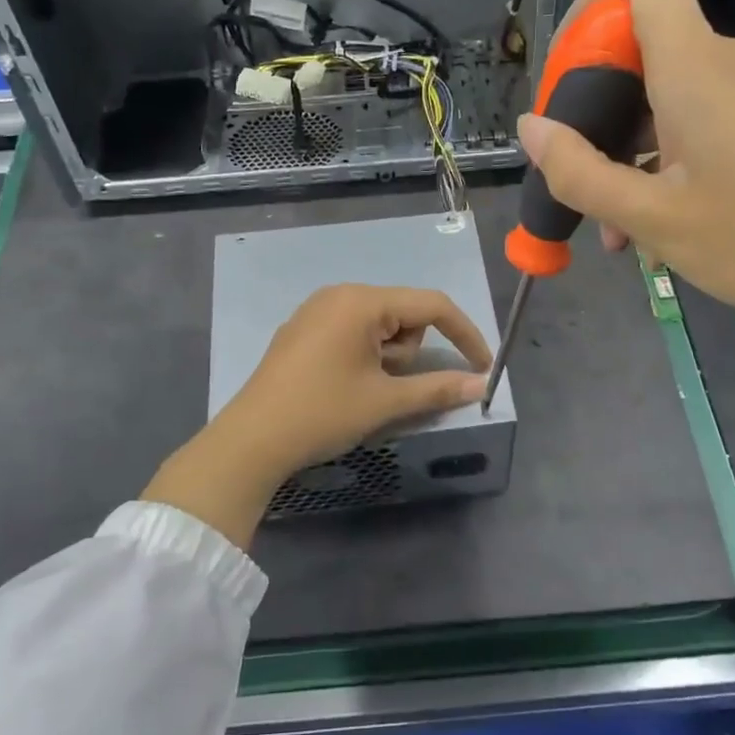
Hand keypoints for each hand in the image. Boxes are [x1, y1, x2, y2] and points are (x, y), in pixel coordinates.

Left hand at [141, 285, 491, 548]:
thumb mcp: (385, 402)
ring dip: (386, 357)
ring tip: (360, 389)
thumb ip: (438, 388)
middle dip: (408, 352)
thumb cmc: (323, 413)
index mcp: (361, 302)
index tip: (483, 367)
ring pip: (379, 326)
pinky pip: (353, 332)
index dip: (465, 334)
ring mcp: (316, 311)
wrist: (252, 440)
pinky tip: (342, 385)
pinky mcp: (303, 330)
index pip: (432, 305)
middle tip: (385, 386)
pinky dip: (364, 355)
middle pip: (404, 314)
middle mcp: (339, 295)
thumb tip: (481, 386)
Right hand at [518, 0, 734, 352]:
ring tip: (612, 227)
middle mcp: (724, 62)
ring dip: (624, 149)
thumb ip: (579, 172)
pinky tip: (650, 226)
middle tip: (573, 173)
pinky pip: (693, 121)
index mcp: (694, 67)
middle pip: (640, 43)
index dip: (592, 5)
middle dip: (593, 103)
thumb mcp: (652, 218)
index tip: (564, 75)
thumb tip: (529, 128)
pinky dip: (660, 160)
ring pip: (662, 95)